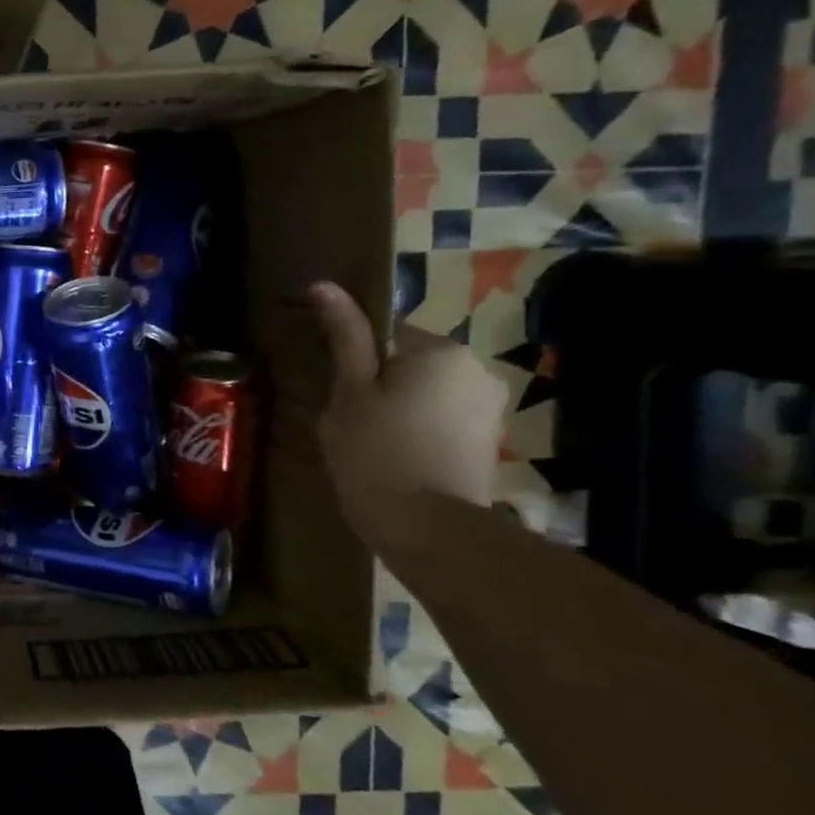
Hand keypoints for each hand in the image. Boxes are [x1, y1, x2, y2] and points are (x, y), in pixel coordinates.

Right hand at [309, 281, 507, 547]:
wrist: (428, 529)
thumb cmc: (374, 453)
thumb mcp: (348, 392)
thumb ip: (344, 338)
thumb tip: (325, 286)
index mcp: (437, 349)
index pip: (384, 332)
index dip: (354, 361)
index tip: (336, 392)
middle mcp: (473, 367)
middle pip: (408, 362)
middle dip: (379, 384)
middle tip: (349, 422)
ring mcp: (488, 405)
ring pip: (425, 392)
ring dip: (399, 407)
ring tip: (370, 445)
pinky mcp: (489, 439)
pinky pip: (442, 418)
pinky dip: (419, 430)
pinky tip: (397, 459)